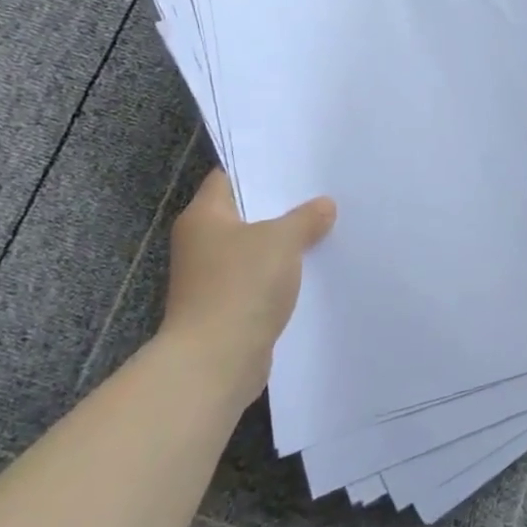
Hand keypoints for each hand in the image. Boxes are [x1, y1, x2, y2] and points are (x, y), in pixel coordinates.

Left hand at [160, 168, 335, 391]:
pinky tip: (313, 269)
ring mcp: (212, 277)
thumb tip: (324, 206)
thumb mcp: (282, 240)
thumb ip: (305, 218)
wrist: (215, 361)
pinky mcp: (227, 306)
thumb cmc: (241, 286)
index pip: (229, 178)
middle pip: (246, 214)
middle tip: (322, 193)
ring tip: (326, 228)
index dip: (261, 169)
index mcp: (204, 216)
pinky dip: (282, 273)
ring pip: (255, 248)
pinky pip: (259, 279)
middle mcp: (201, 243)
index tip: (298, 165)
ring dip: (285, 243)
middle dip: (282, 207)